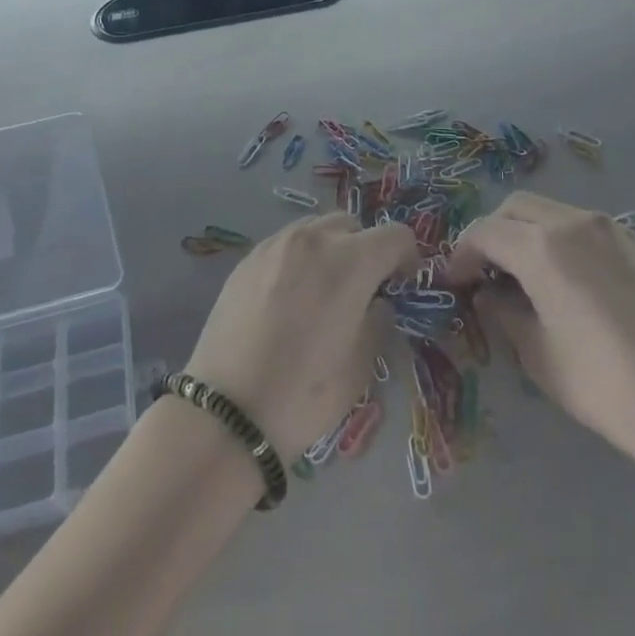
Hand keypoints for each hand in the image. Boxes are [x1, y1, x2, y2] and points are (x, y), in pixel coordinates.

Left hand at [183, 214, 415, 462]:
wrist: (227, 411)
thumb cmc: (304, 394)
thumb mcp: (361, 366)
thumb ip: (378, 320)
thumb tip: (376, 302)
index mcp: (350, 262)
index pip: (395, 235)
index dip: (407, 258)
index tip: (401, 286)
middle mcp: (313, 239)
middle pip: (353, 224)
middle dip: (365, 249)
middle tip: (361, 289)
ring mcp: (275, 244)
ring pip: (316, 228)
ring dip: (330, 249)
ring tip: (322, 291)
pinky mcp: (247, 258)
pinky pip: (285, 244)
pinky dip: (298, 259)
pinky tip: (288, 297)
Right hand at [448, 192, 634, 481]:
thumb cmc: (604, 385)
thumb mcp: (536, 353)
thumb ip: (502, 311)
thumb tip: (488, 293)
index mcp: (542, 247)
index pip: (484, 232)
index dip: (461, 254)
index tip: (454, 281)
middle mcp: (572, 222)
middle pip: (514, 208)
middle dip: (492, 234)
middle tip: (485, 273)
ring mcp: (608, 228)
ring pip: (548, 211)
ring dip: (524, 233)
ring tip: (523, 276)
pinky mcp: (633, 243)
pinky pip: (579, 225)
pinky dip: (556, 239)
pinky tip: (564, 280)